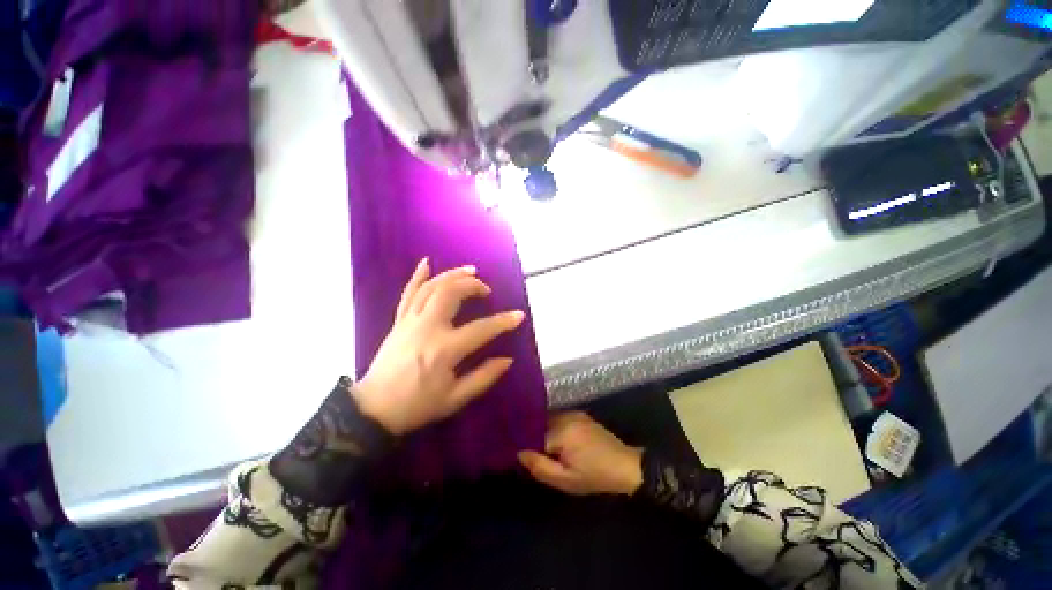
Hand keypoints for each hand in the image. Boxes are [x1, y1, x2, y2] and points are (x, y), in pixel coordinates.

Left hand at [353, 258, 525, 434]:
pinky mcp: (399, 321)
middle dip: (472, 285)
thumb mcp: (455, 398)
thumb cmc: (417, 405)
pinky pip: (408, 293)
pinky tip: (427, 263)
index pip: (481, 329)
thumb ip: (484, 377)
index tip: (519, 315)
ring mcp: (410, 321)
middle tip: (486, 290)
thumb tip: (507, 360)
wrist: (374, 409)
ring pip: (432, 288)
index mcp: (445, 349)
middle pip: (451, 294)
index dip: (503, 321)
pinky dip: (417, 276)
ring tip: (470, 271)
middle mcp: (427, 328)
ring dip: (452, 275)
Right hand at [518, 412, 643, 495]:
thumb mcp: (565, 480)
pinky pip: (559, 418)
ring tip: (543, 448)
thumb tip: (519, 452)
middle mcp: (565, 416)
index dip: (526, 445)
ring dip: (544, 431)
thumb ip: (539, 466)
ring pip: (549, 420)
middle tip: (533, 454)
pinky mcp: (580, 414)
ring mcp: (573, 413)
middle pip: (540, 423)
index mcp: (561, 431)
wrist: (625, 466)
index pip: (533, 433)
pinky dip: (554, 427)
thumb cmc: (594, 476)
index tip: (522, 455)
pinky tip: (557, 441)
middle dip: (534, 436)